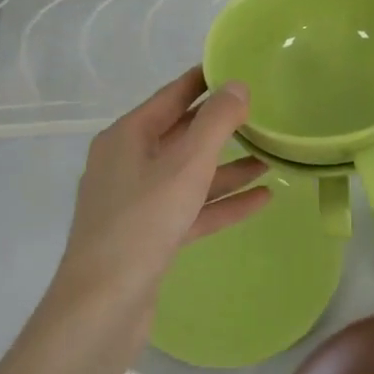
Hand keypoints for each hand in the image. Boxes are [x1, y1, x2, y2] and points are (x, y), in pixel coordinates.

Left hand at [50, 67, 269, 335]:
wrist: (102, 306)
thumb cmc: (143, 222)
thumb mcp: (186, 165)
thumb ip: (216, 122)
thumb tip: (237, 85)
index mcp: (127, 137)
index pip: (172, 96)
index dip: (204, 80)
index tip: (237, 67)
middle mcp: (128, 163)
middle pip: (182, 134)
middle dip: (222, 126)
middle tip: (263, 112)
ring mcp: (137, 202)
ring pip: (189, 175)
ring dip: (228, 168)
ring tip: (270, 158)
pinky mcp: (149, 236)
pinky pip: (191, 208)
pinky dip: (222, 202)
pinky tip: (261, 199)